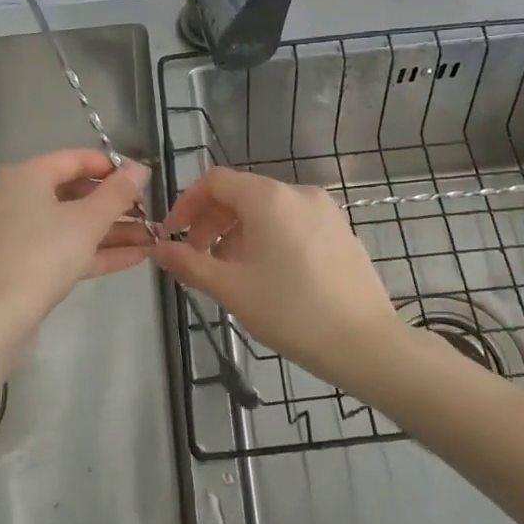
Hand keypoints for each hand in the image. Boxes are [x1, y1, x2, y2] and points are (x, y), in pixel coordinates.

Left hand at [0, 150, 152, 331]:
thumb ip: (118, 192)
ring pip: (71, 225)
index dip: (112, 167)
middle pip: (74, 193)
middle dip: (116, 205)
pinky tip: (136, 257)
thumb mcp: (88, 220)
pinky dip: (95, 251)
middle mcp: (16, 199)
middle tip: (149, 212)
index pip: (74, 159)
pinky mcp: (21, 264)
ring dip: (112, 231)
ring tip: (152, 238)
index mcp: (25, 177)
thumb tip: (140, 168)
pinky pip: (63, 248)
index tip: (143, 179)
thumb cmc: (43, 254)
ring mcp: (16, 234)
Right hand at [153, 167, 404, 382]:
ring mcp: (324, 210)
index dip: (186, 204)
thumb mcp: (231, 289)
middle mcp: (298, 192)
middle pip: (241, 193)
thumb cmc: (291, 312)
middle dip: (211, 222)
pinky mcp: (340, 231)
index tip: (172, 237)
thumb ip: (189, 264)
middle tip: (197, 260)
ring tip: (230, 273)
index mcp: (269, 198)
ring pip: (267, 210)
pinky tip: (268, 276)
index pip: (215, 181)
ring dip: (238, 233)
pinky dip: (268, 238)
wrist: (365, 342)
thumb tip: (158, 249)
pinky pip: (292, 222)